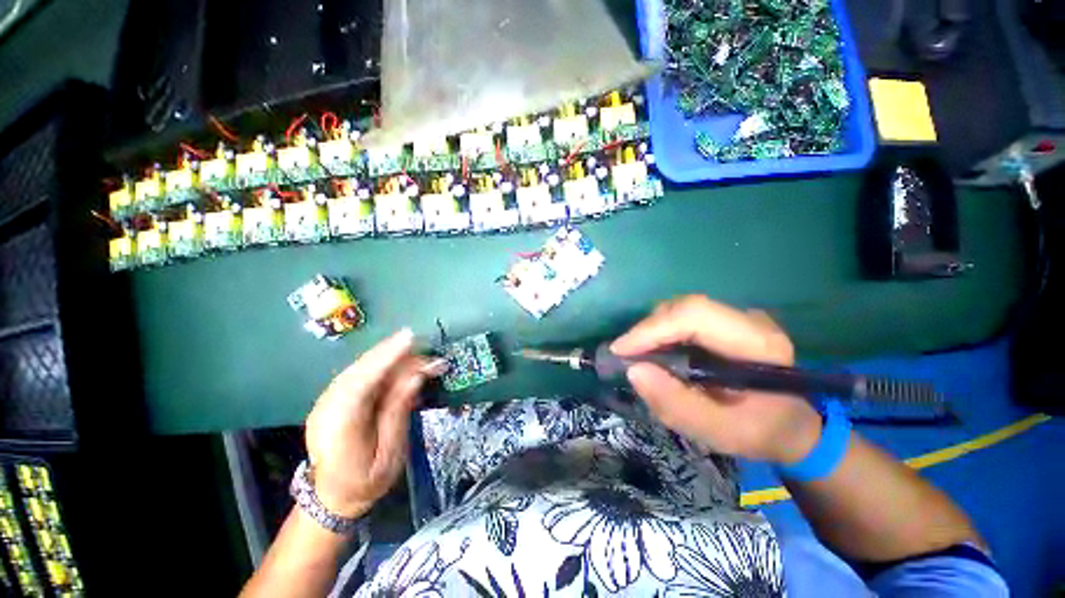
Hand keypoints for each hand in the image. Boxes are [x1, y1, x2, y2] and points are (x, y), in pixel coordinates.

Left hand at [304, 329, 444, 517]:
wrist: (333, 497)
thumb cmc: (366, 481)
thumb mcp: (390, 453)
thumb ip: (399, 412)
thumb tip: (416, 376)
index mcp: (340, 427)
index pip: (362, 383)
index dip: (386, 358)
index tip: (410, 338)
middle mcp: (328, 407)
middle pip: (361, 369)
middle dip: (394, 353)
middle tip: (425, 345)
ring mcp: (327, 400)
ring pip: (360, 368)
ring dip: (391, 356)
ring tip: (418, 351)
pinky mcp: (334, 397)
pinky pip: (360, 373)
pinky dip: (382, 364)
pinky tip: (400, 361)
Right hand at [611, 295, 822, 464]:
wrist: (792, 424)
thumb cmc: (761, 431)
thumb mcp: (720, 432)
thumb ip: (677, 405)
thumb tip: (633, 370)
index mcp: (757, 343)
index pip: (695, 316)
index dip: (652, 328)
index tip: (621, 351)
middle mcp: (747, 320)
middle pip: (683, 308)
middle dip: (647, 331)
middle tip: (625, 356)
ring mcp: (735, 317)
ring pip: (679, 310)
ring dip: (651, 331)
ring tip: (637, 356)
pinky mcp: (723, 322)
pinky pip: (681, 318)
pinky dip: (660, 333)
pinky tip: (654, 352)